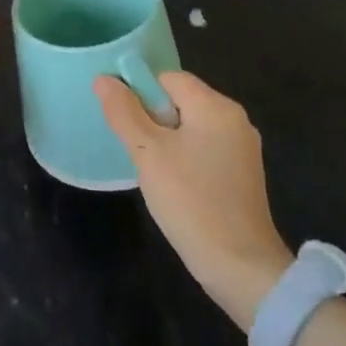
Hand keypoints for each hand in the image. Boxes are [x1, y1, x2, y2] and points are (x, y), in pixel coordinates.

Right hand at [94, 71, 292, 328]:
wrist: (240, 268)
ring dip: (166, 141)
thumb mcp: (148, 153)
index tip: (124, 121)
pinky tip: (173, 185)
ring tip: (150, 169)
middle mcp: (235, 120)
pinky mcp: (242, 175)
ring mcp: (242, 149)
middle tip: (135, 149)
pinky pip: (204, 149)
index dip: (141, 91)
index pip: (168, 78)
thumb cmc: (191, 201)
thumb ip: (124, 112)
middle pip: (180, 100)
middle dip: (152, 118)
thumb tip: (104, 78)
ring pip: (190, 127)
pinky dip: (183, 158)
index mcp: (216, 107)